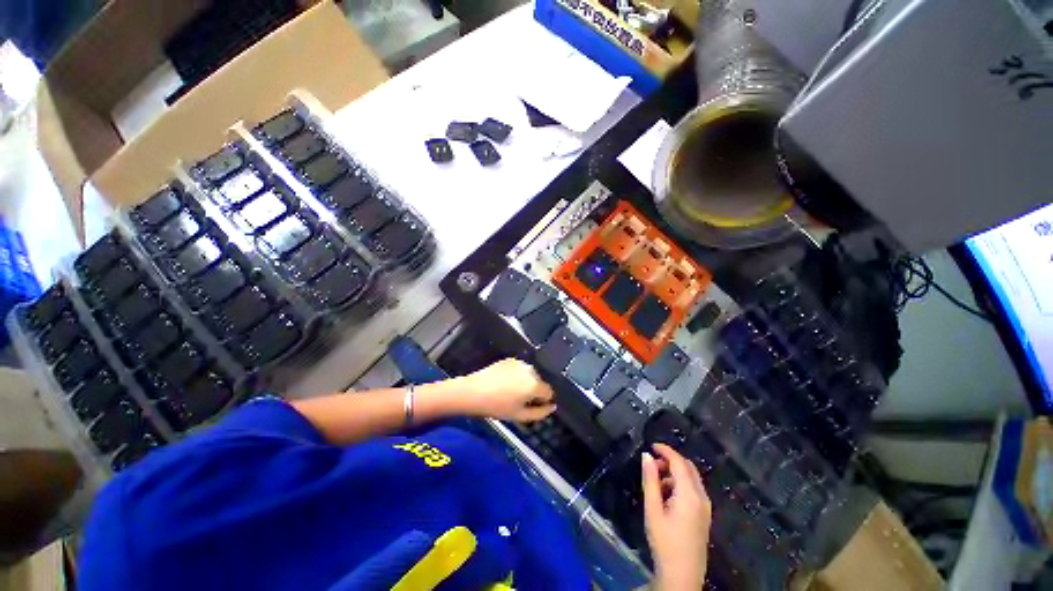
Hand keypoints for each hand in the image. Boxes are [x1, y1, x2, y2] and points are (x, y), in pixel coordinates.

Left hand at [454, 359, 555, 421]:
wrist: (473, 391)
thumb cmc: (497, 407)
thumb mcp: (520, 416)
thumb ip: (540, 413)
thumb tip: (552, 406)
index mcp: (535, 384)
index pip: (549, 392)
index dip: (542, 402)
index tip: (531, 407)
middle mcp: (530, 370)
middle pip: (540, 382)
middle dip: (534, 391)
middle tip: (518, 401)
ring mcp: (520, 363)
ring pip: (530, 375)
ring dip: (525, 383)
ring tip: (510, 392)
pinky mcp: (509, 360)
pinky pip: (519, 369)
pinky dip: (517, 376)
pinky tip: (504, 383)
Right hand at [642, 443, 711, 590]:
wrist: (682, 575)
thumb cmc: (664, 542)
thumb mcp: (652, 509)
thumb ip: (650, 480)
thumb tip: (646, 456)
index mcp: (690, 494)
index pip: (679, 462)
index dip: (665, 450)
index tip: (651, 445)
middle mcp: (702, 497)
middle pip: (688, 468)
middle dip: (670, 460)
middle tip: (651, 464)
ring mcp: (705, 507)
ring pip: (692, 478)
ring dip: (674, 472)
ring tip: (655, 480)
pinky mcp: (704, 515)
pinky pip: (693, 489)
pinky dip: (680, 483)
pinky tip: (666, 494)